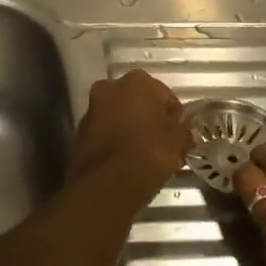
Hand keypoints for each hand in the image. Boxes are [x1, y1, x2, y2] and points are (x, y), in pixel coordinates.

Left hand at [69, 70, 192, 187]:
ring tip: (145, 156)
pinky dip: (115, 143)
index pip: (164, 94)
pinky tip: (127, 162)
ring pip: (118, 117)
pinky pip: (104, 134)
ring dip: (130, 130)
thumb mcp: (178, 142)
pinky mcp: (79, 133)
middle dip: (149, 119)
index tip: (179, 134)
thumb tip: (185, 133)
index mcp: (136, 81)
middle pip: (137, 102)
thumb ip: (184, 132)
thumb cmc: (149, 152)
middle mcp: (109, 88)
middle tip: (162, 143)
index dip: (173, 115)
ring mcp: (91, 110)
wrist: (108, 184)